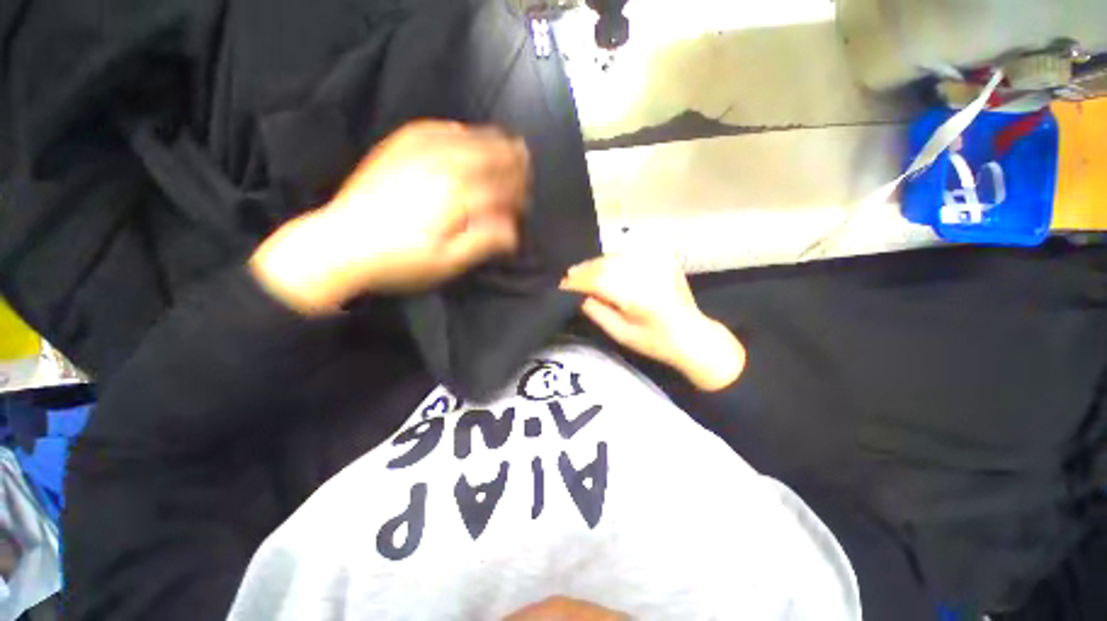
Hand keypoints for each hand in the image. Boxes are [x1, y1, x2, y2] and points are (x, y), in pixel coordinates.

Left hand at [251, 120, 529, 312]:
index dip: (517, 194)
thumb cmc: (400, 262)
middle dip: (511, 160)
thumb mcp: (448, 262)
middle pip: (487, 156)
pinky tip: (461, 130)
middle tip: (526, 163)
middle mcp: (440, 168)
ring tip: (506, 142)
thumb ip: (483, 242)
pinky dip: (453, 128)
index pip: (498, 188)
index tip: (526, 201)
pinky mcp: (396, 150)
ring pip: (464, 139)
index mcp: (456, 197)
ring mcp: (416, 154)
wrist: (340, 246)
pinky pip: (430, 129)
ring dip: (490, 140)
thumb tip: (513, 231)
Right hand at [560, 255, 744, 391]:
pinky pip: (629, 255)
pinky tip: (605, 269)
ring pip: (615, 256)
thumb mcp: (621, 334)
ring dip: (596, 264)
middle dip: (583, 270)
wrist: (692, 334)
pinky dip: (612, 261)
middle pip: (605, 264)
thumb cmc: (655, 342)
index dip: (577, 281)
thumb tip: (577, 295)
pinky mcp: (662, 259)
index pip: (597, 280)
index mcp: (637, 296)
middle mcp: (647, 273)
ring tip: (582, 273)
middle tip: (568, 278)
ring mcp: (657, 263)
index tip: (561, 286)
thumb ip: (597, 312)